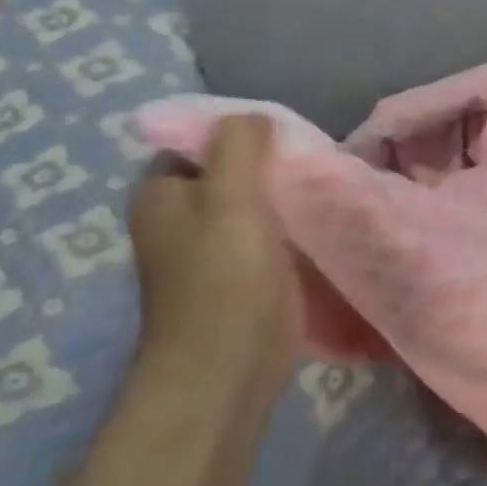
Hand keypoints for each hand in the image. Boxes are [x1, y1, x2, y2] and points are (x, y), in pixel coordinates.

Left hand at [127, 116, 298, 390]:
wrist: (227, 369)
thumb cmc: (223, 278)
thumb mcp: (230, 197)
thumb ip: (239, 146)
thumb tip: (253, 116)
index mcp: (162, 193)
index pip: (201, 140)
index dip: (241, 131)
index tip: (286, 134)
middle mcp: (180, 217)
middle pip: (231, 170)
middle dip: (271, 162)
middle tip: (313, 158)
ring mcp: (211, 248)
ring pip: (254, 202)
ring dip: (285, 193)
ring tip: (324, 182)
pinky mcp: (242, 274)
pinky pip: (269, 232)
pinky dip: (291, 223)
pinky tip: (321, 217)